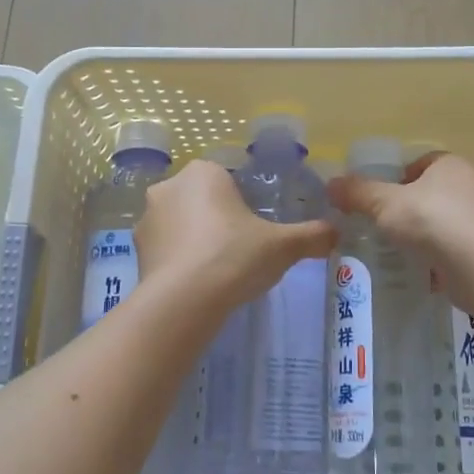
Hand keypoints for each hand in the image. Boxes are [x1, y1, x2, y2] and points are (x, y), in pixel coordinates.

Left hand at [135, 160, 335, 311]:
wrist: (184, 300)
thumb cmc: (235, 256)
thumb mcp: (283, 246)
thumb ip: (312, 236)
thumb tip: (336, 233)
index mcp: (203, 172)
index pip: (227, 178)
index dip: (243, 202)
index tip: (255, 228)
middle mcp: (169, 186)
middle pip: (202, 199)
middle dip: (218, 219)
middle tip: (241, 249)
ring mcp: (147, 219)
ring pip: (180, 223)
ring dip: (195, 239)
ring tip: (219, 271)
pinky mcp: (137, 251)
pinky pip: (166, 249)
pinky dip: (179, 261)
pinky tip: (198, 284)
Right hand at [328, 152, 473, 312]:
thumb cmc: (434, 221)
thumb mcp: (386, 204)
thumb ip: (359, 193)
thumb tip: (331, 184)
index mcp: (454, 163)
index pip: (425, 163)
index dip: (402, 179)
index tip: (385, 201)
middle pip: (441, 191)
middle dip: (418, 207)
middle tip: (393, 227)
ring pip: (456, 220)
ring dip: (435, 233)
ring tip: (410, 251)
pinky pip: (467, 246)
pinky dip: (450, 256)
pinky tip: (432, 271)